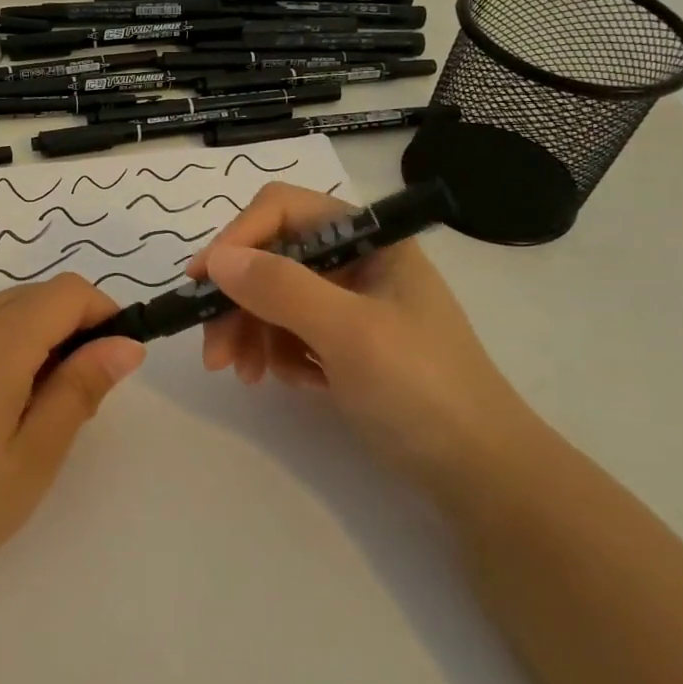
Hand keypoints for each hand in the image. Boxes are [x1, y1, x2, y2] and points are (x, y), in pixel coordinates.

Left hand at [0, 273, 144, 612]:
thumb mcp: (32, 458)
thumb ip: (80, 390)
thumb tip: (126, 344)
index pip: (68, 292)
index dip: (103, 314)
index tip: (112, 362)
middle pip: (35, 297)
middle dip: (68, 331)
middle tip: (68, 402)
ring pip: (0, 310)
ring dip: (31, 340)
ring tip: (22, 412)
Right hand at [187, 182, 542, 479]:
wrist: (481, 473)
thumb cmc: (422, 390)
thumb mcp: (350, 334)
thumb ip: (281, 289)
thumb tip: (217, 259)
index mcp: (368, 239)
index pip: (283, 211)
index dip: (237, 239)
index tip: (201, 283)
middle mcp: (356, 261)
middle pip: (272, 258)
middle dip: (237, 301)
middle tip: (214, 353)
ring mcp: (351, 303)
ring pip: (275, 297)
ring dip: (251, 332)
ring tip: (244, 375)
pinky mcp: (346, 342)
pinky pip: (291, 331)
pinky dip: (279, 354)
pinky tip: (292, 382)